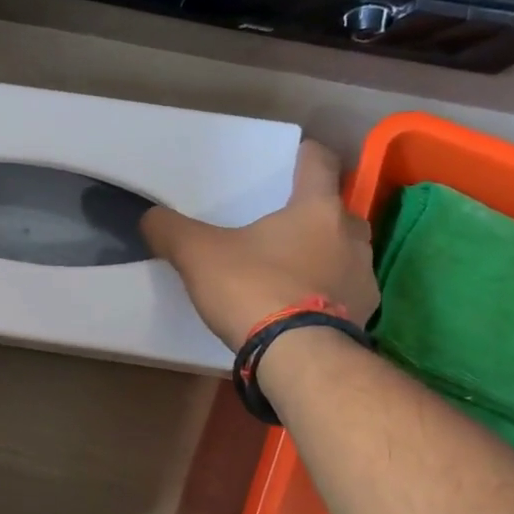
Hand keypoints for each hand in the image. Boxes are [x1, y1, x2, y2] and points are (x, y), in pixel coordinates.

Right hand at [140, 139, 378, 346]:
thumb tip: (149, 217)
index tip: (294, 156)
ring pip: (345, 252)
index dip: (305, 155)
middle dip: (314, 214)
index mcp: (316, 209)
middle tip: (282, 224)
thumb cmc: (254, 289)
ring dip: (324, 254)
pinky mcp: (364, 316)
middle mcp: (351, 236)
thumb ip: (170, 231)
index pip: (320, 163)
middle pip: (336, 210)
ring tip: (290, 269)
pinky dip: (326, 293)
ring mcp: (363, 278)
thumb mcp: (197, 255)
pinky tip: (301, 307)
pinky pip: (344, 293)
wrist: (298, 357)